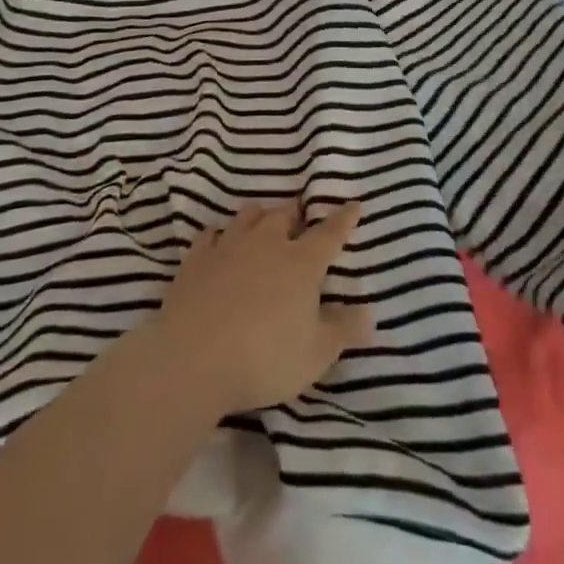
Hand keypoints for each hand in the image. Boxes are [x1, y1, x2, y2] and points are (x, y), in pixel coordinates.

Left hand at [153, 200, 371, 417]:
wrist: (193, 358)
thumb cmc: (264, 357)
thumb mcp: (315, 354)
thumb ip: (343, 330)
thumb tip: (370, 313)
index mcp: (300, 263)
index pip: (329, 234)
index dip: (343, 219)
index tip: (353, 204)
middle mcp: (266, 244)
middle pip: (284, 215)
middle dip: (295, 213)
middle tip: (300, 216)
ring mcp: (228, 247)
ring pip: (248, 217)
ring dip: (259, 215)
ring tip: (263, 218)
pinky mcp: (196, 260)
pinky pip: (210, 235)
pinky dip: (218, 234)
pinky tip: (218, 238)